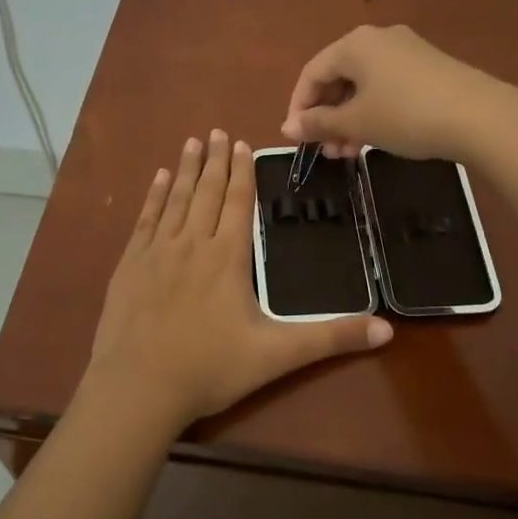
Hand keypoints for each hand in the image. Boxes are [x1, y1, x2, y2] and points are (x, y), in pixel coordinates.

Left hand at [84, 130, 392, 431]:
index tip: (242, 144)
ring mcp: (157, 252)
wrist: (138, 388)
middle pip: (207, 192)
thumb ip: (330, 338)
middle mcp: (192, 243)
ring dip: (186, 169)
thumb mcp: (277, 355)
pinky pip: (145, 219)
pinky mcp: (130, 265)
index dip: (242, 172)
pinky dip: (154, 196)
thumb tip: (387, 330)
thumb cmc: (210, 368)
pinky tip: (158, 179)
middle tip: (217, 131)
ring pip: (176, 199)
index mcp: (228, 257)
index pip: (238, 202)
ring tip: (193, 143)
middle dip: (215, 161)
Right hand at [281, 25, 512, 160]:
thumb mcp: (357, 122)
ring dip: (349, 119)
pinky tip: (376, 138)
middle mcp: (378, 39)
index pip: (312, 72)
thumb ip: (319, 123)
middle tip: (326, 150)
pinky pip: (387, 87)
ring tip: (348, 153)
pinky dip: (374, 112)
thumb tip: (287, 127)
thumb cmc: (406, 115)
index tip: (296, 139)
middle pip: (338, 77)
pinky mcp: (429, 68)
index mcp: (354, 44)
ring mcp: (407, 51)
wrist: (480, 116)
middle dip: (327, 116)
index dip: (299, 106)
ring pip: (364, 85)